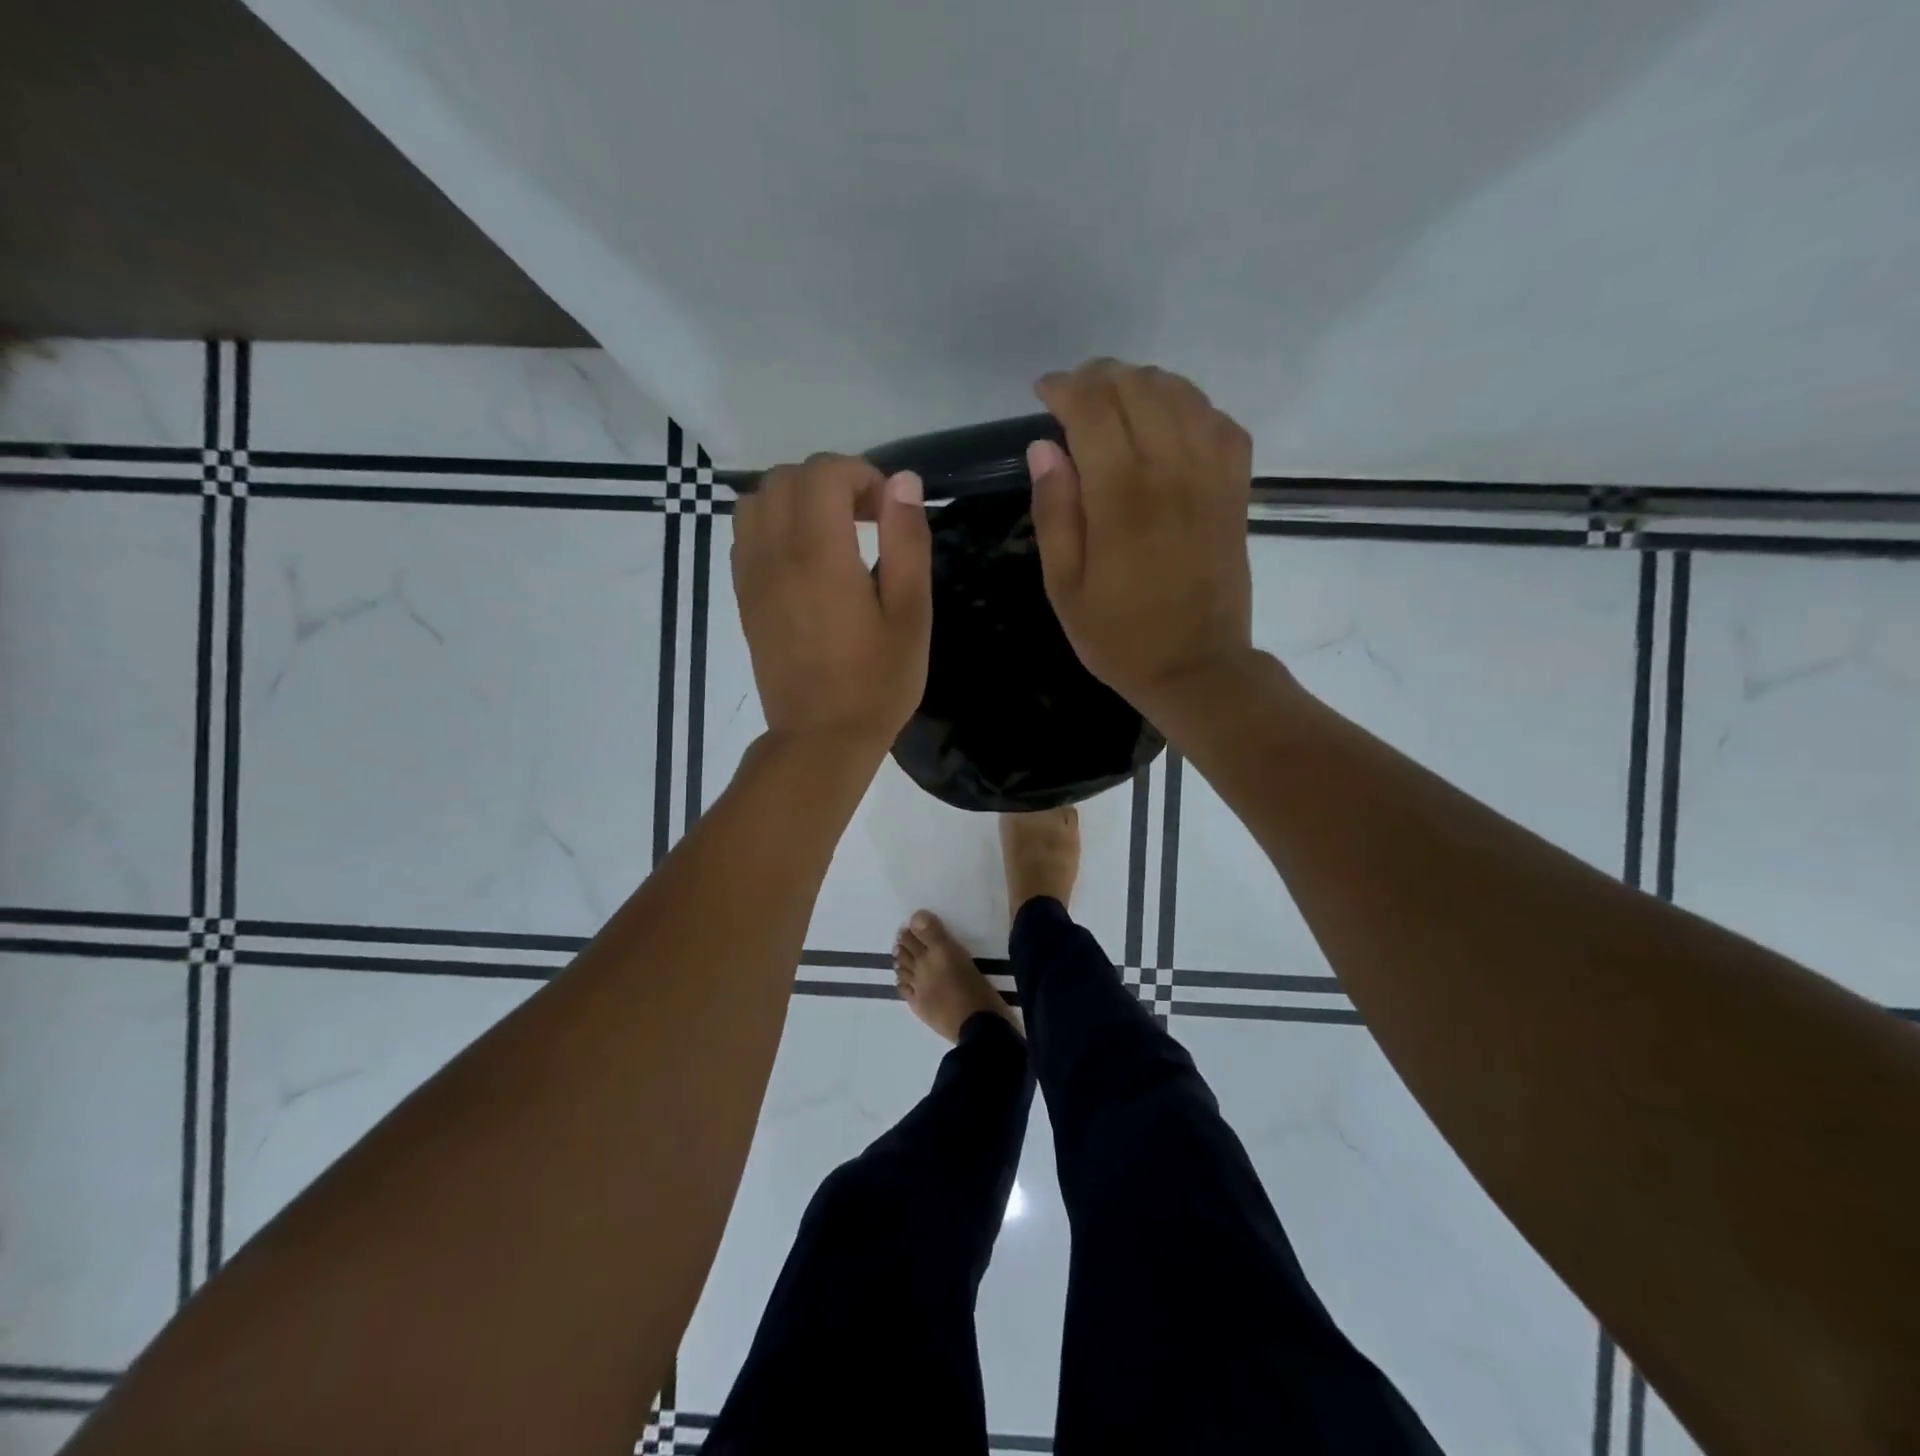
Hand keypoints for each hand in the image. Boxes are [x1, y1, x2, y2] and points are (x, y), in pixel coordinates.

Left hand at [732, 453, 930, 749]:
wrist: (821, 737)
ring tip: (833, 532)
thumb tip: (902, 482)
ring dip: (797, 499)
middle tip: (866, 517)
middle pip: (786, 477)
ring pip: (758, 500)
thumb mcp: (911, 614)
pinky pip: (746, 534)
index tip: (887, 510)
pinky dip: (774, 524)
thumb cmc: (877, 682)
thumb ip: (907, 542)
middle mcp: (775, 554)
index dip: (861, 474)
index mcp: (820, 555)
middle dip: (830, 481)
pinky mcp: (743, 596)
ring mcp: (752, 575)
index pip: (824, 472)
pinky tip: (805, 558)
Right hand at [1028, 359, 1256, 716]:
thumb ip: (1054, 512)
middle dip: (1100, 377)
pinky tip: (1168, 423)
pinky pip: (1219, 422)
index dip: (1065, 388)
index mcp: (1122, 497)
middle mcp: (1172, 471)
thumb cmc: (1119, 636)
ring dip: (1143, 384)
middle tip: (1074, 395)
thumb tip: (1044, 446)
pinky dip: (1190, 407)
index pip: (1093, 408)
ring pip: (1182, 394)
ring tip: (1115, 402)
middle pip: (1139, 388)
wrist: (1196, 667)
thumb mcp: (1064, 587)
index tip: (1043, 393)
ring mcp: (1212, 476)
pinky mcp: (1236, 489)